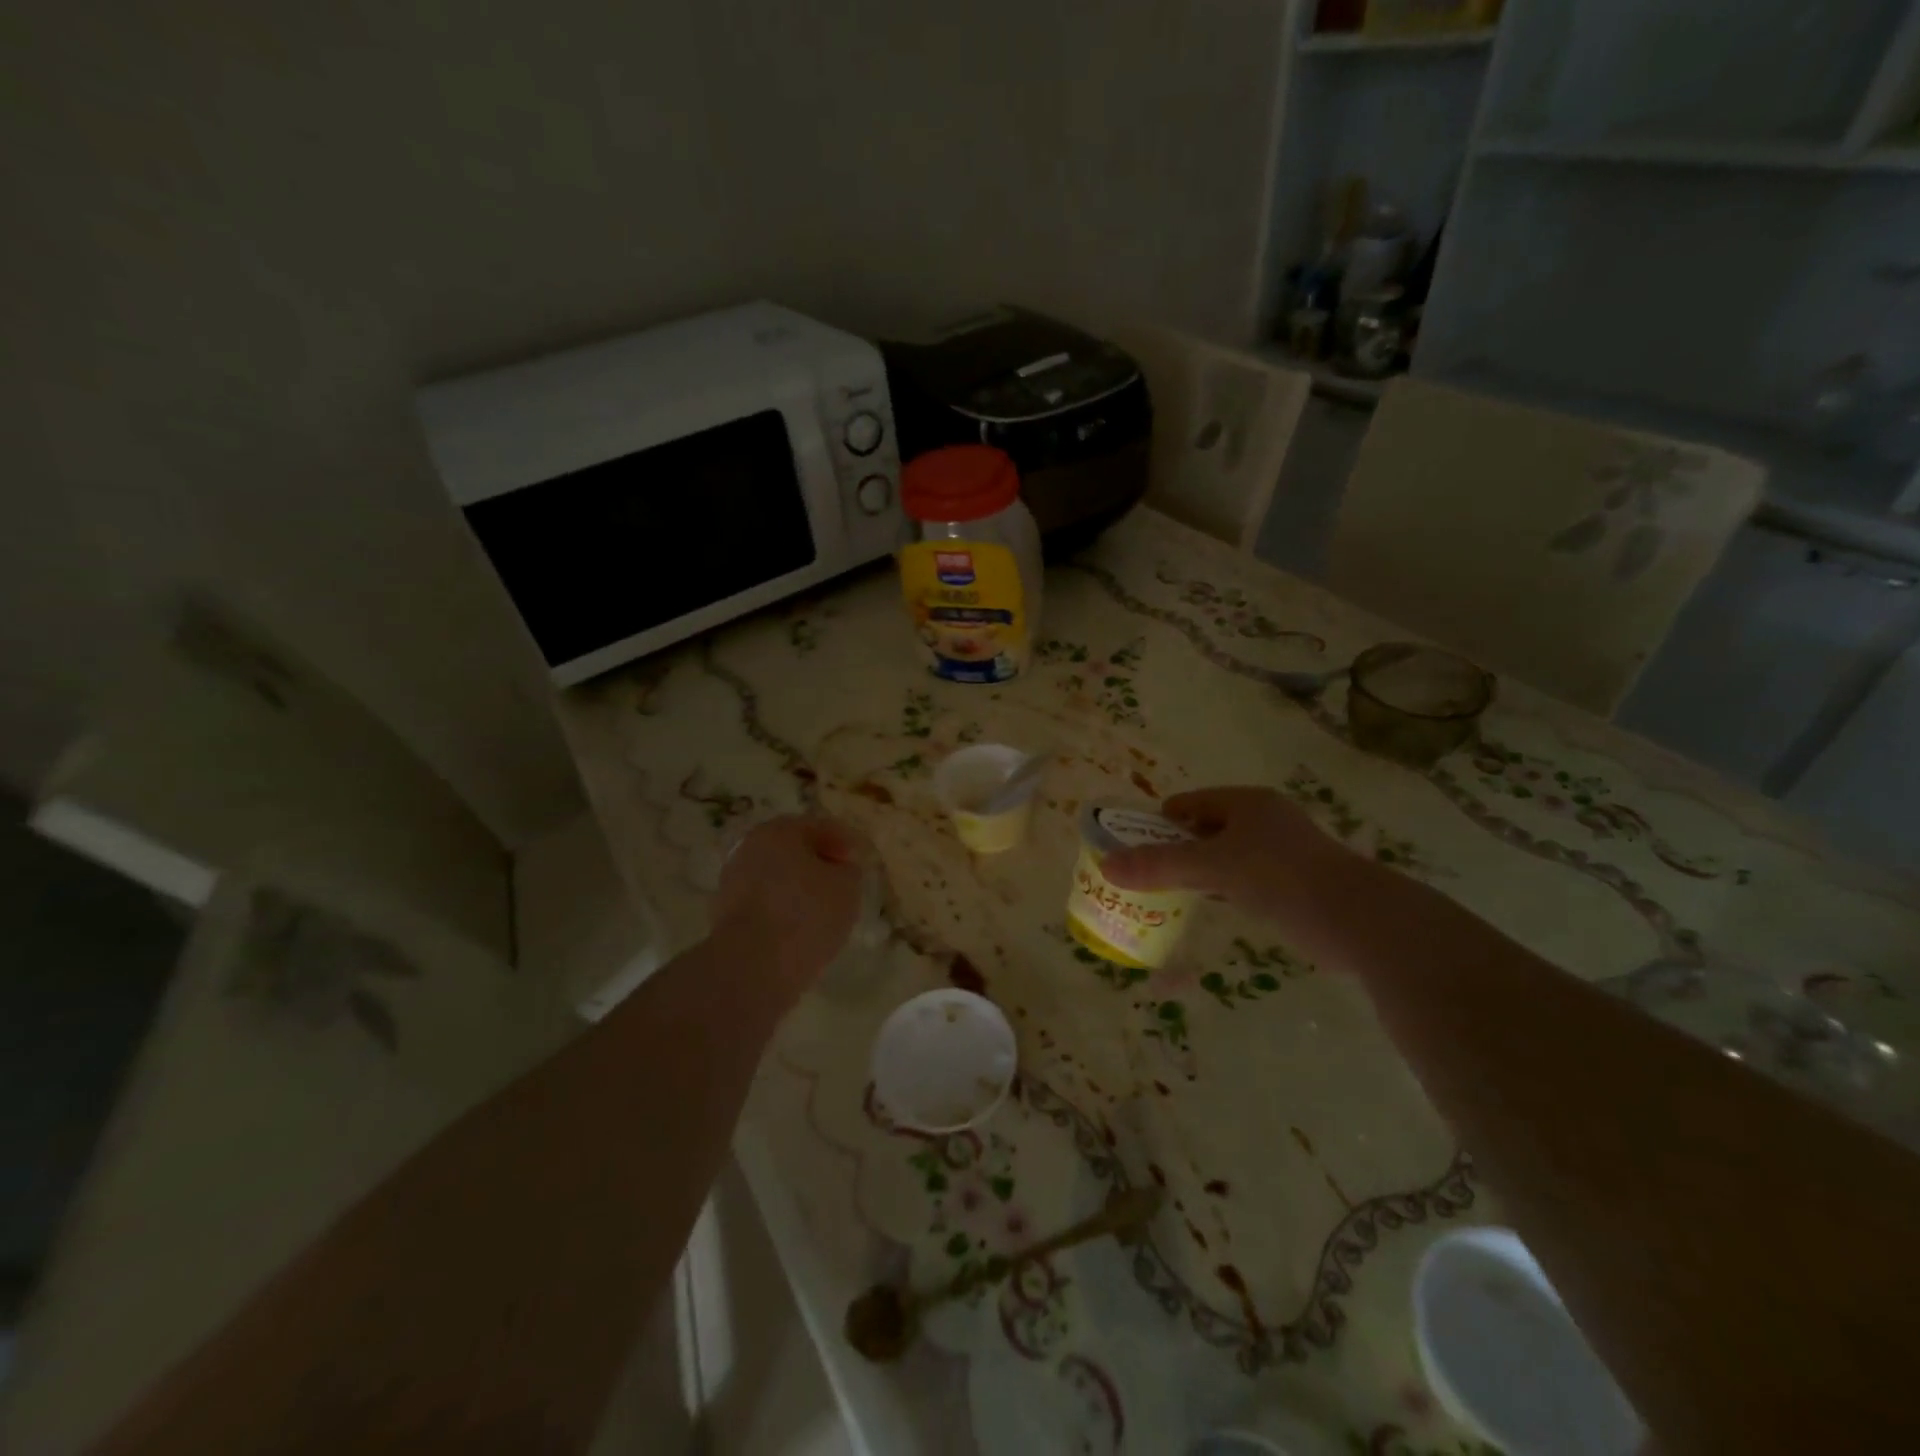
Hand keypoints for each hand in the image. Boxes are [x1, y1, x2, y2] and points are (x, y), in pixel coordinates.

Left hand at [711, 815, 867, 998]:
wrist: (753, 966)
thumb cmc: (807, 913)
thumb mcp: (847, 887)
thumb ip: (849, 871)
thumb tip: (840, 870)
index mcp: (779, 831)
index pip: (819, 826)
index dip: (844, 840)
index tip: (860, 859)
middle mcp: (750, 847)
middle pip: (793, 849)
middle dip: (818, 862)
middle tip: (842, 881)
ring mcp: (733, 881)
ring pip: (776, 876)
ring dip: (798, 887)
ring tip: (823, 908)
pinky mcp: (726, 914)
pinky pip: (764, 902)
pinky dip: (783, 909)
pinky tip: (800, 927)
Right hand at [1099, 786, 1350, 924]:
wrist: (1356, 918)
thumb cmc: (1279, 876)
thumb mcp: (1211, 868)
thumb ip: (1159, 866)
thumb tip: (1107, 866)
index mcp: (1246, 803)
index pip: (1189, 803)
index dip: (1160, 822)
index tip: (1136, 847)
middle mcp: (1265, 819)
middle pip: (1207, 828)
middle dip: (1178, 847)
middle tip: (1148, 872)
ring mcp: (1284, 850)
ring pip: (1228, 855)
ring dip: (1201, 870)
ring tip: (1171, 891)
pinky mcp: (1296, 881)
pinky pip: (1247, 878)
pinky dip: (1225, 888)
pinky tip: (1211, 906)